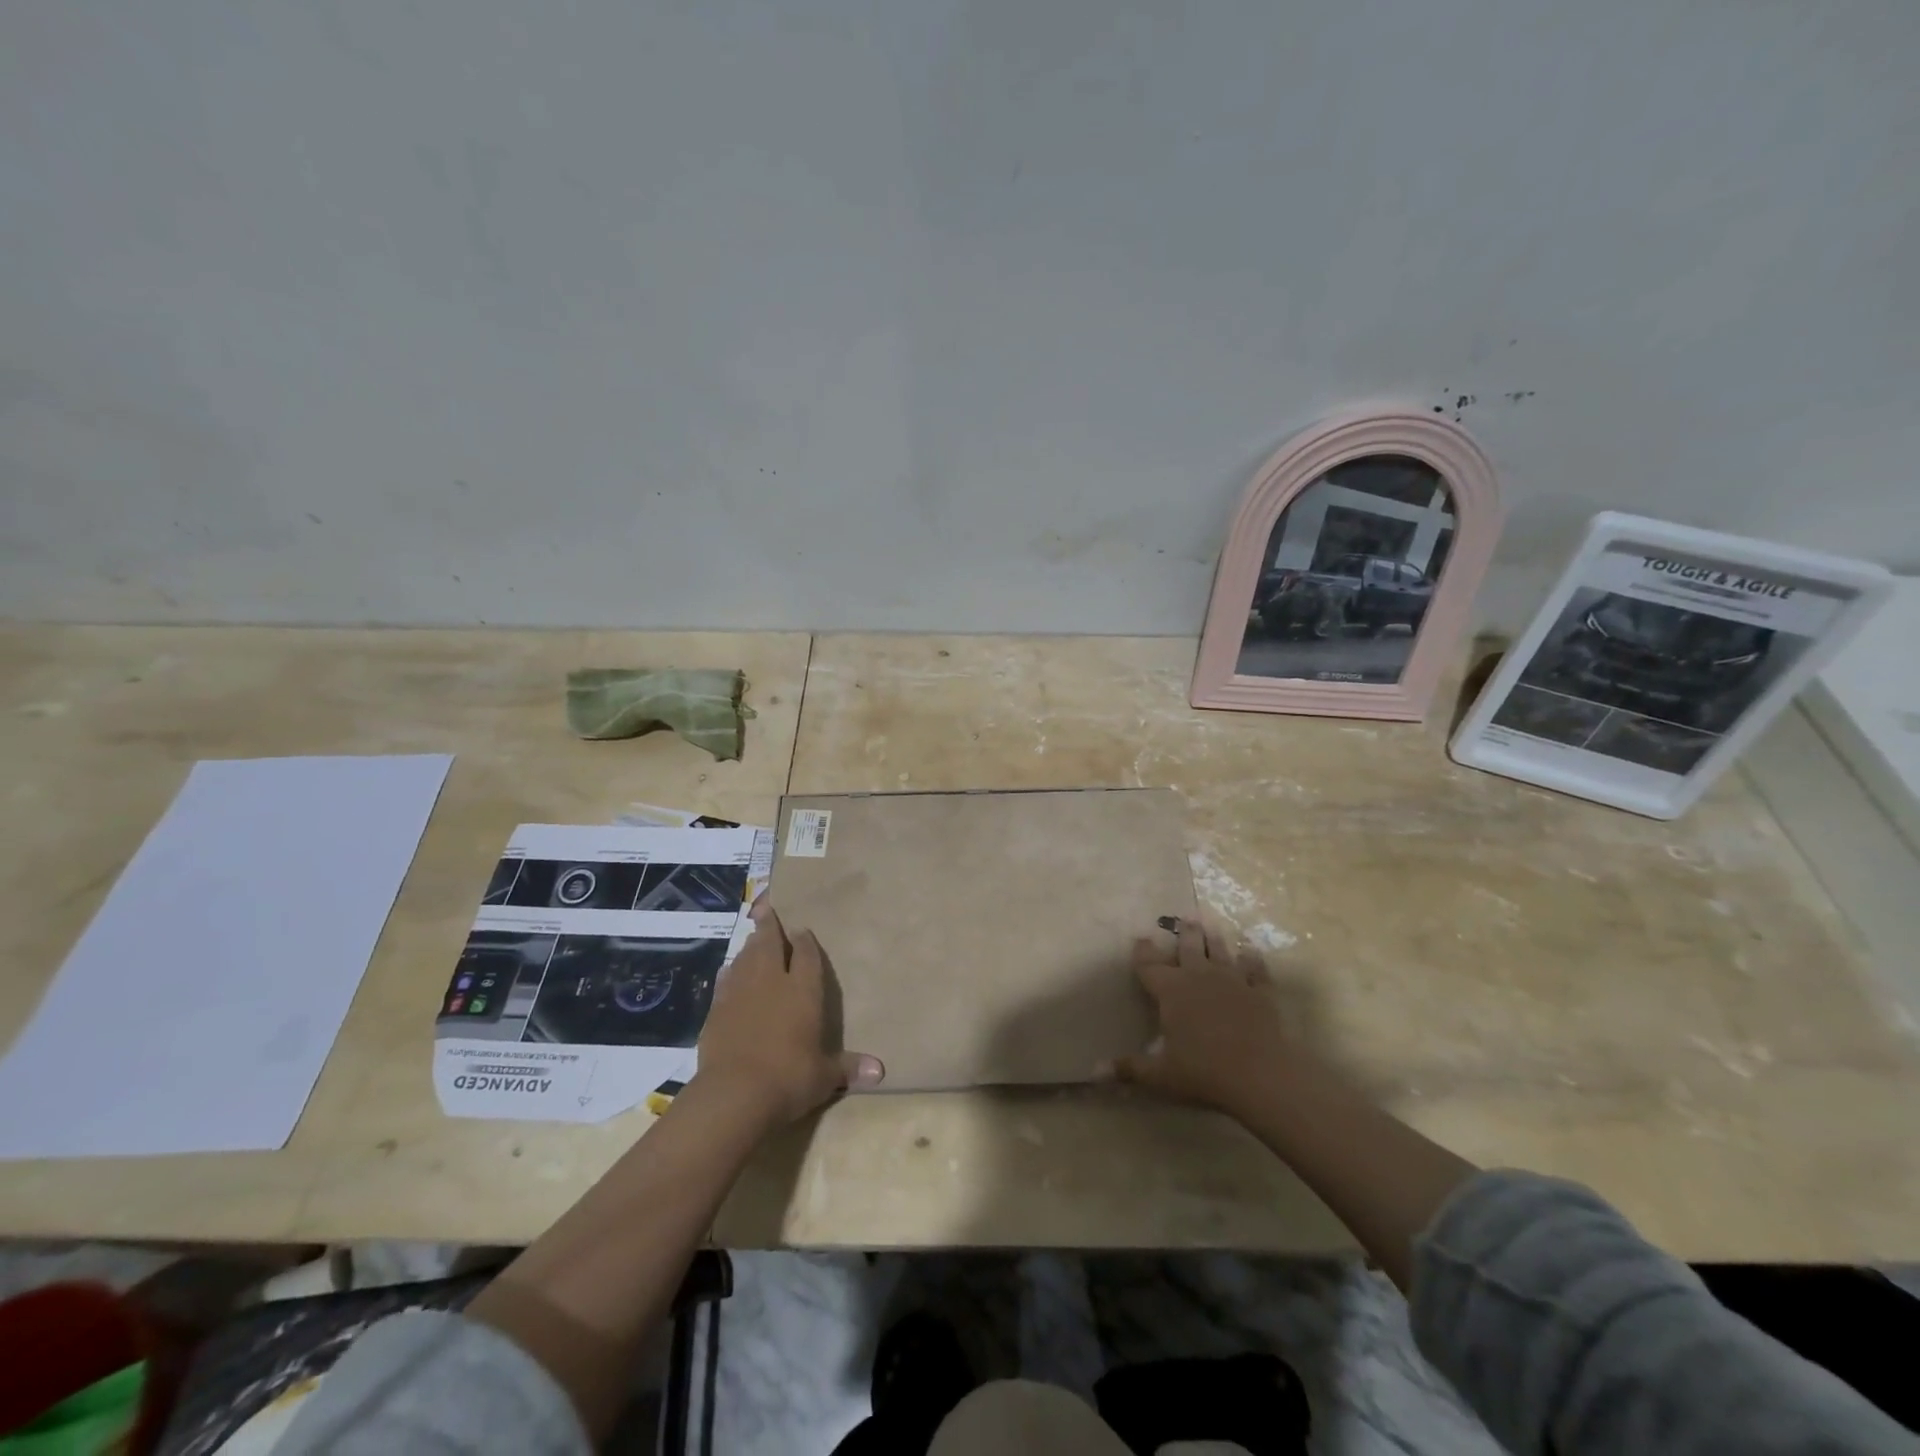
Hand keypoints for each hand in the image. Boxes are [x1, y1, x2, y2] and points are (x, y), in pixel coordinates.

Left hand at [692, 899, 884, 1129]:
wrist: (734, 1093)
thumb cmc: (789, 1079)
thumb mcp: (824, 1077)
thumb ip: (848, 1068)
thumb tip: (881, 1072)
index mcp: (803, 990)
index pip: (806, 954)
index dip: (805, 940)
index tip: (802, 929)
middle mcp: (772, 981)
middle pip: (770, 943)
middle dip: (770, 925)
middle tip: (766, 908)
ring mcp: (740, 992)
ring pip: (746, 957)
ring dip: (750, 945)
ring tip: (753, 937)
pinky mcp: (716, 1009)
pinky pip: (725, 980)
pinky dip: (730, 972)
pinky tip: (729, 971)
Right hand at [1115, 920, 1301, 1117]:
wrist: (1260, 1075)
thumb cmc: (1203, 1072)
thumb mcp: (1160, 1075)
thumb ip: (1129, 1068)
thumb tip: (1094, 1071)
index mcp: (1171, 990)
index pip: (1150, 965)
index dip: (1143, 952)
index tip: (1140, 938)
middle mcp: (1199, 977)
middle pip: (1189, 948)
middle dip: (1186, 934)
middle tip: (1186, 918)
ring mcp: (1233, 981)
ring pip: (1220, 952)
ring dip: (1215, 940)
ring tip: (1211, 926)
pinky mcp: (1260, 992)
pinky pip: (1256, 970)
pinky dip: (1253, 960)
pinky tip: (1251, 952)